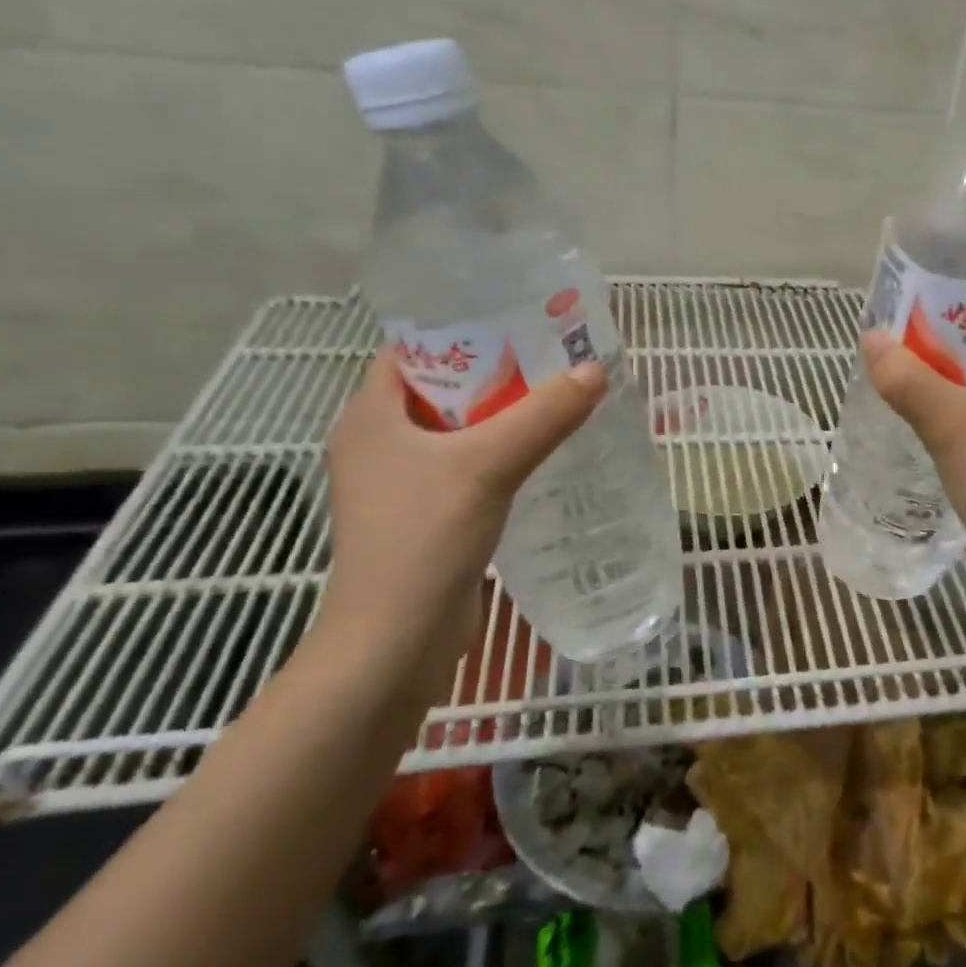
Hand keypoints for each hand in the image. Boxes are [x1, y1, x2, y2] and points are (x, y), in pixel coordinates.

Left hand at [320, 352, 605, 667]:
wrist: (395, 643)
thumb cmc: (424, 539)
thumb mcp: (488, 466)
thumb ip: (543, 416)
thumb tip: (596, 371)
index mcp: (369, 416)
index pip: (411, 350)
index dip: (461, 330)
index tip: (519, 323)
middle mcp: (377, 443)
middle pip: (441, 389)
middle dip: (495, 374)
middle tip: (552, 360)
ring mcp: (398, 484)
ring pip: (456, 432)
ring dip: (501, 418)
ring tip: (557, 400)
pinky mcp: (422, 516)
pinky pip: (465, 468)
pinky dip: (499, 456)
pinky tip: (541, 456)